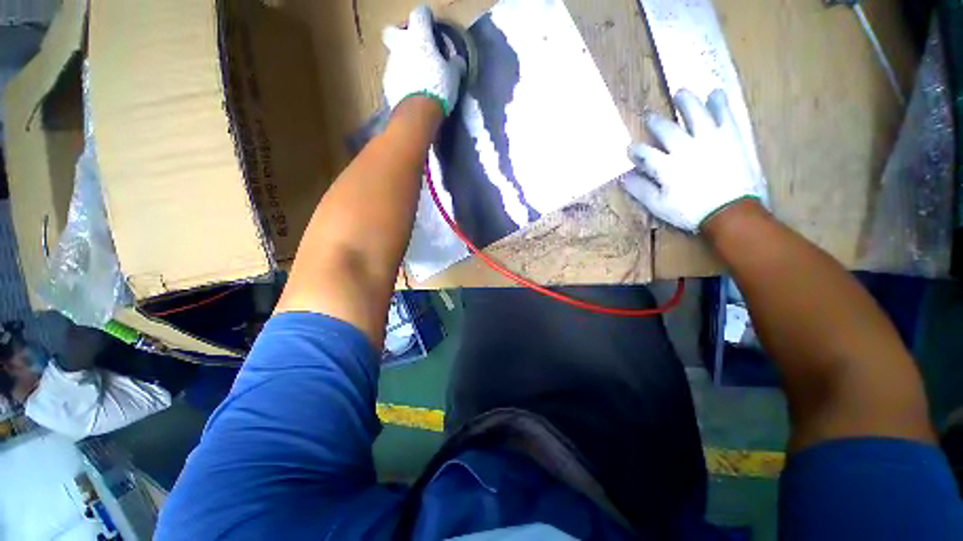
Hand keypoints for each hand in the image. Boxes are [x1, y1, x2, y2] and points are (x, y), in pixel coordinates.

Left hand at [383, 6, 465, 116]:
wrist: (418, 113)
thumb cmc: (438, 88)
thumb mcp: (454, 76)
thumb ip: (455, 65)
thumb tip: (458, 62)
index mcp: (419, 37)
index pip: (420, 15)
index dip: (426, 18)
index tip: (431, 25)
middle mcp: (401, 46)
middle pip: (392, 31)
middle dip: (401, 37)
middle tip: (414, 49)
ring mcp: (391, 66)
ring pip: (394, 58)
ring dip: (404, 64)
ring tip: (418, 80)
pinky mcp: (388, 85)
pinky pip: (395, 78)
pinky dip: (402, 83)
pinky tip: (412, 93)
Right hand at [622, 89, 767, 232]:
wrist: (731, 211)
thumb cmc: (691, 212)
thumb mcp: (659, 206)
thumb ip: (641, 190)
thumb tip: (624, 178)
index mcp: (666, 167)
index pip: (645, 154)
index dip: (636, 150)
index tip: (631, 148)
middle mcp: (685, 148)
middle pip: (666, 129)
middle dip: (655, 122)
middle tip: (648, 115)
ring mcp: (709, 139)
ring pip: (695, 114)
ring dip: (686, 102)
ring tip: (681, 92)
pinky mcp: (730, 137)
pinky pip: (725, 114)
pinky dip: (720, 103)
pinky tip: (716, 93)